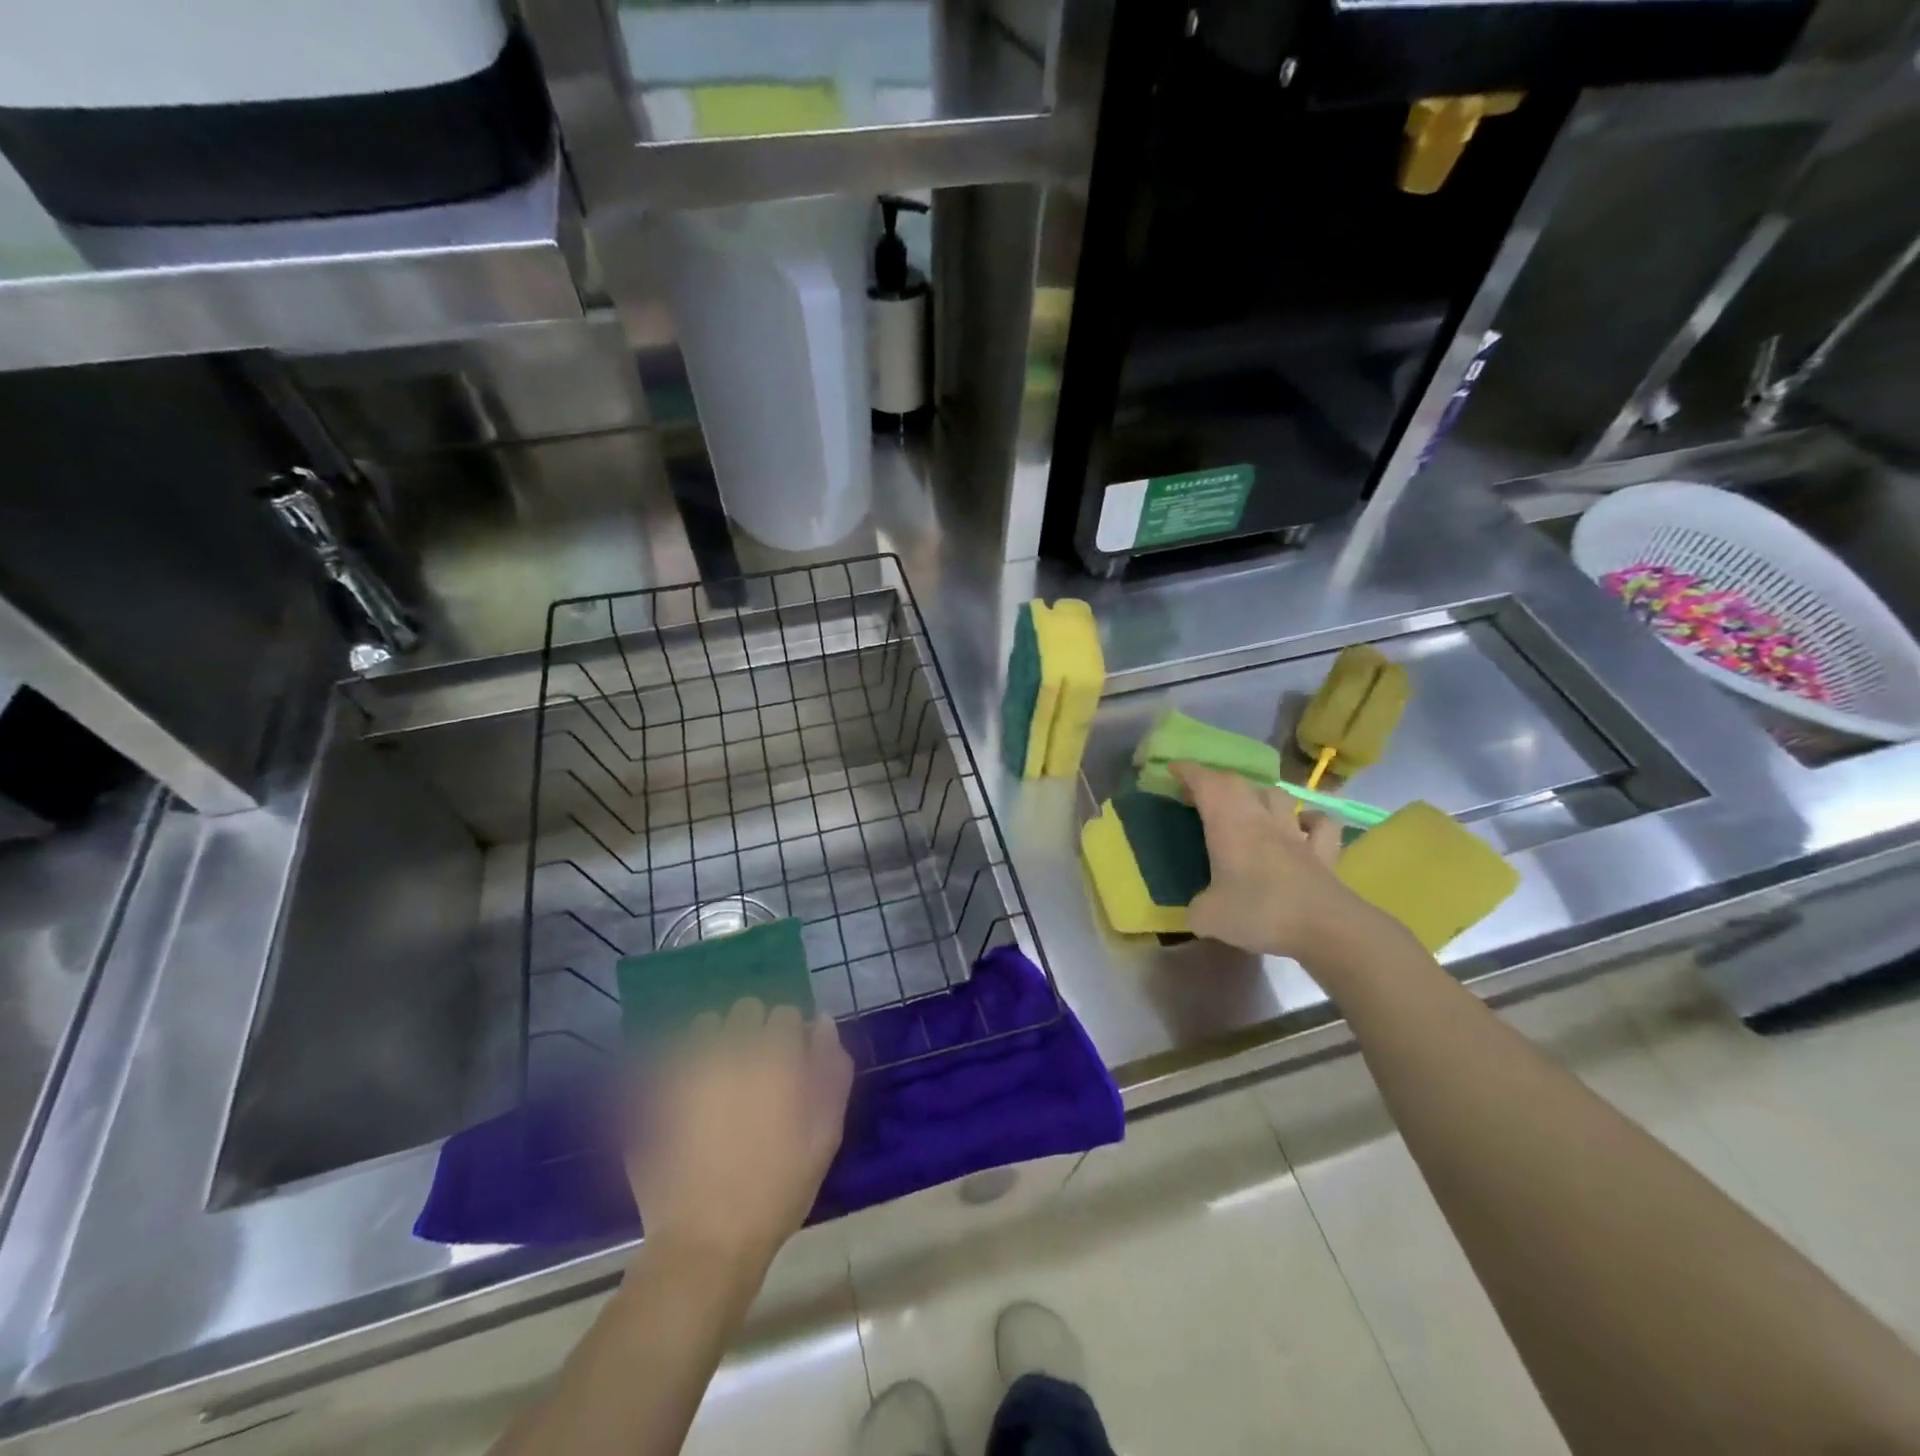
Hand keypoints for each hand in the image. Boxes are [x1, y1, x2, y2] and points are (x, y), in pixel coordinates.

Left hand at [628, 999, 853, 1278]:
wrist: (708, 1241)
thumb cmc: (778, 1189)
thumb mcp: (825, 1134)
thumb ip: (831, 1071)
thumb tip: (823, 1023)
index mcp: (776, 1057)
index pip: (786, 1014)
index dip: (790, 1037)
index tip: (790, 1064)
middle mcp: (732, 1050)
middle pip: (746, 1009)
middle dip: (754, 1030)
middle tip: (756, 1070)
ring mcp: (689, 1067)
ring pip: (706, 1024)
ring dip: (717, 1040)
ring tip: (719, 1077)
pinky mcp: (656, 1090)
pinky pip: (671, 1054)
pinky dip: (682, 1062)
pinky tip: (688, 1094)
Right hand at [1174, 761, 1384, 962]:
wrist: (1325, 927)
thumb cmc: (1259, 911)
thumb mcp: (1209, 917)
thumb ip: (1197, 909)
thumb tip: (1198, 911)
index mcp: (1229, 825)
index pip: (1206, 783)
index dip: (1188, 771)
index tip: (1173, 769)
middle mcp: (1261, 819)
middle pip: (1239, 784)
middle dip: (1217, 782)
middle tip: (1203, 795)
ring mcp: (1296, 833)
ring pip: (1279, 796)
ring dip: (1261, 795)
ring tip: (1250, 807)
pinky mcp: (1324, 853)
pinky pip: (1320, 825)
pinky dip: (1310, 821)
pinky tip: (1302, 828)